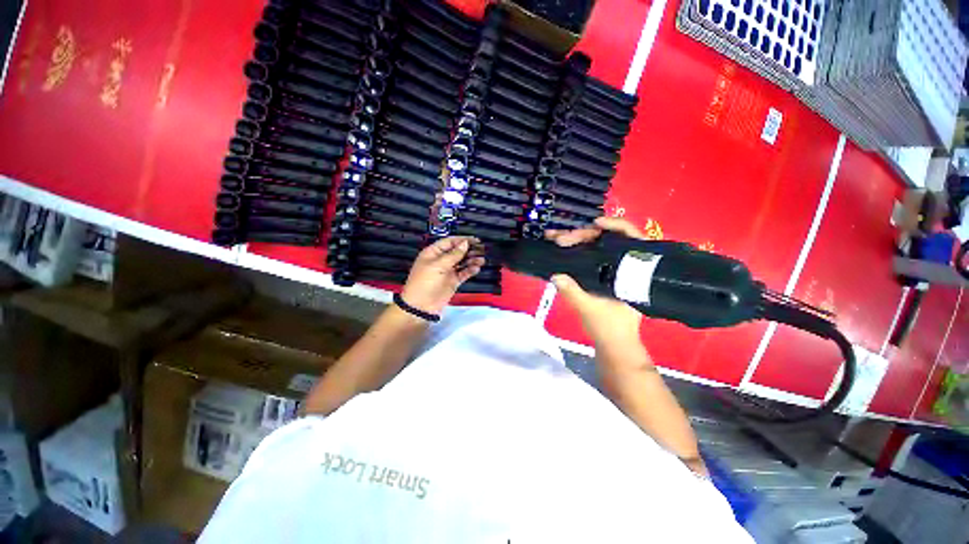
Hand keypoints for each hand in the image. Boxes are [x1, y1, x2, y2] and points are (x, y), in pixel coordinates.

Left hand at [400, 236, 484, 315]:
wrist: (421, 306)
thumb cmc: (425, 282)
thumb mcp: (438, 265)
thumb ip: (453, 254)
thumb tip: (465, 243)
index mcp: (433, 253)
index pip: (450, 242)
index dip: (462, 240)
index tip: (475, 240)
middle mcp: (441, 260)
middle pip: (458, 251)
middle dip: (469, 250)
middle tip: (482, 250)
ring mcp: (448, 271)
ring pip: (462, 262)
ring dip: (472, 260)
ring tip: (482, 260)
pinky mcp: (453, 281)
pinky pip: (464, 273)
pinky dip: (470, 270)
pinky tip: (477, 268)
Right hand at [545, 217, 644, 345]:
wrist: (614, 343)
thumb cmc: (609, 328)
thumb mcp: (589, 309)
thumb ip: (573, 292)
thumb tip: (556, 274)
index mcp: (633, 272)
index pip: (631, 238)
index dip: (615, 225)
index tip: (596, 223)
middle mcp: (625, 266)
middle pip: (607, 239)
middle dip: (582, 235)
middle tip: (560, 239)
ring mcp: (613, 269)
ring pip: (596, 246)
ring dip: (575, 241)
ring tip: (554, 238)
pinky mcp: (602, 274)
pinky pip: (590, 256)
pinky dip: (576, 250)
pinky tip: (562, 247)